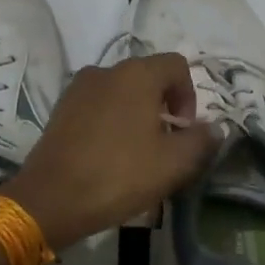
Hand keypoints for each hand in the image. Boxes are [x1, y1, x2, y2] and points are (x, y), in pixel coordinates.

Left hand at [0, 54, 219, 250]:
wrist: (52, 198)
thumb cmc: (119, 175)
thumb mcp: (175, 163)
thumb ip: (202, 140)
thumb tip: (213, 128)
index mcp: (136, 74)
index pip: (176, 65)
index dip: (189, 95)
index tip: (184, 130)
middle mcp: (105, 70)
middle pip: (147, 78)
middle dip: (163, 107)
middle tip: (165, 145)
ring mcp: (78, 89)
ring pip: (121, 93)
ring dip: (136, 115)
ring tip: (137, 153)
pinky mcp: (60, 110)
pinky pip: (97, 107)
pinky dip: (111, 123)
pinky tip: (109, 156)